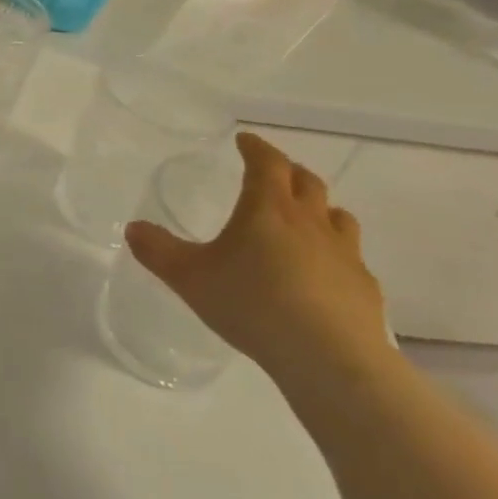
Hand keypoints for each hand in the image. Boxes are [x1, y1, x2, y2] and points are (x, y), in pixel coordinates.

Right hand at [125, 132, 387, 381]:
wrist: (329, 358)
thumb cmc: (252, 305)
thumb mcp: (189, 278)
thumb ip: (158, 251)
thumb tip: (133, 228)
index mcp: (268, 208)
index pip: (267, 162)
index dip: (255, 147)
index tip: (245, 140)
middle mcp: (310, 221)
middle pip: (306, 181)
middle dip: (287, 171)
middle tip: (271, 173)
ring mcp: (344, 253)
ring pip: (336, 215)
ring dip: (319, 207)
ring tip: (303, 217)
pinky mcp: (364, 286)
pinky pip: (351, 256)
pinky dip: (335, 252)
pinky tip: (322, 273)